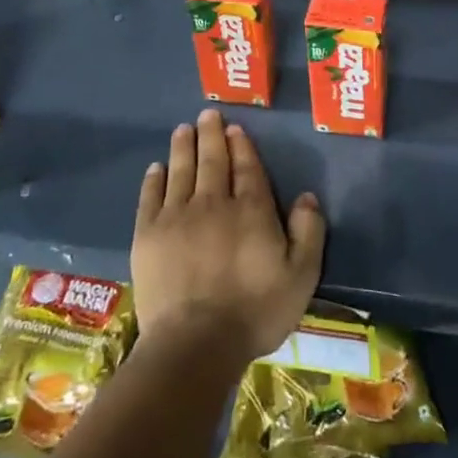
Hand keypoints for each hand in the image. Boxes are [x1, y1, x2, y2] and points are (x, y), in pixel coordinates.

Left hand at [132, 108, 325, 364]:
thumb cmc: (255, 311)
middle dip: (211, 135)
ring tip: (184, 129)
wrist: (195, 343)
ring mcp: (177, 216)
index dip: (241, 146)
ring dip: (183, 147)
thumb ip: (308, 232)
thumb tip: (307, 196)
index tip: (235, 128)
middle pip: (213, 161)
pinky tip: (157, 168)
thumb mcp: (302, 276)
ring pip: (181, 171)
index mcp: (251, 210)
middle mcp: (214, 203)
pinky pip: (151, 197)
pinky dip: (154, 179)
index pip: (247, 168)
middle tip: (207, 114)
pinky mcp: (148, 235)